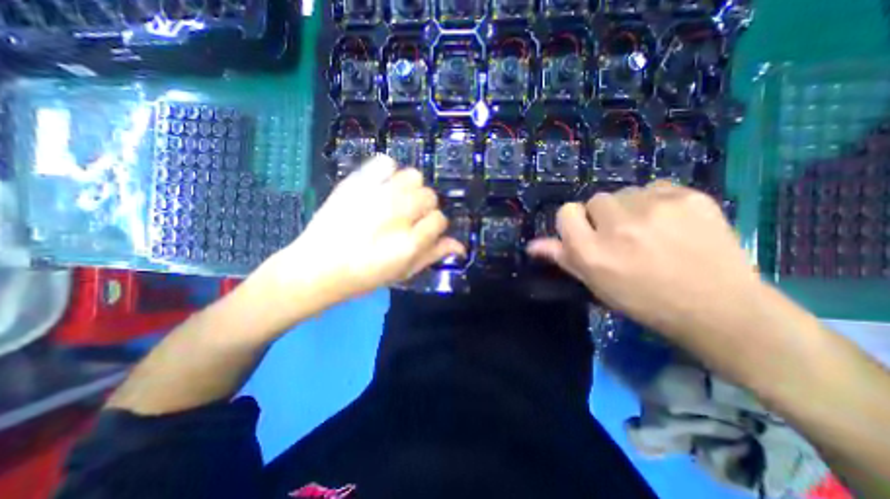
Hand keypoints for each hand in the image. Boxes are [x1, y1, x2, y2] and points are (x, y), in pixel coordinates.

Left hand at [254, 153, 462, 304]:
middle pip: (429, 196)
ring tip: (397, 200)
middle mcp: (397, 215)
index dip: (434, 225)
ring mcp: (376, 195)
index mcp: (409, 242)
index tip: (423, 230)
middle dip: (424, 206)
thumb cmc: (364, 276)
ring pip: (413, 176)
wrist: (317, 267)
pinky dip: (388, 171)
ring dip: (410, 188)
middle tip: (408, 217)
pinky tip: (382, 186)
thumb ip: (433, 255)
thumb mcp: (403, 272)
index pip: (439, 220)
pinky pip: (385, 163)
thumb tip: (459, 245)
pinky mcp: (356, 183)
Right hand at [526, 181, 765, 340]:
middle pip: (595, 199)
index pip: (566, 212)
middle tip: (623, 237)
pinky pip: (656, 188)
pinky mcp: (689, 198)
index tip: (589, 234)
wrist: (717, 308)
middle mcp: (617, 226)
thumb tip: (531, 245)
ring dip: (630, 208)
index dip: (575, 222)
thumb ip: (562, 258)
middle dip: (603, 216)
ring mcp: (655, 209)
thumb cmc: (643, 300)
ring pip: (625, 193)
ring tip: (650, 231)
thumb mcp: (595, 283)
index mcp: (592, 251)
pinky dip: (657, 202)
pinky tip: (672, 222)